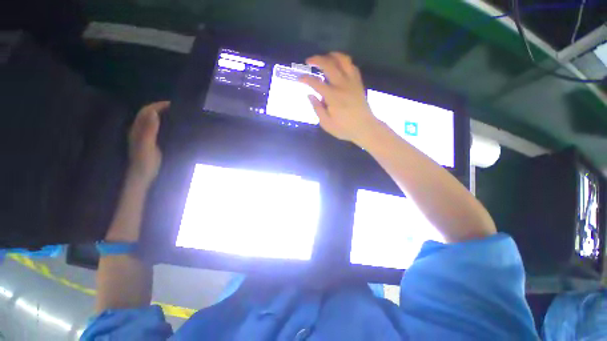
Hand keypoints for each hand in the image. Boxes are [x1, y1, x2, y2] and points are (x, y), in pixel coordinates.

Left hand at [128, 101, 169, 183]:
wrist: (142, 176)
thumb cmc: (145, 162)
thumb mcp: (147, 145)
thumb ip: (149, 129)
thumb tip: (153, 112)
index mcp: (137, 129)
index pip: (146, 111)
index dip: (157, 106)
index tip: (173, 104)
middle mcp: (139, 130)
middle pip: (148, 114)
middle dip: (160, 108)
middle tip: (177, 109)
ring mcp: (144, 136)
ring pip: (152, 120)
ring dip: (162, 115)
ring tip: (176, 115)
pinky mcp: (150, 142)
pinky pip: (156, 128)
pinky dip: (163, 123)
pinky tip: (171, 126)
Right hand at [298, 52, 380, 144]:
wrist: (365, 128)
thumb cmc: (344, 128)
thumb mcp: (326, 123)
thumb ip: (317, 108)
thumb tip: (310, 95)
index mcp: (332, 96)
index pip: (316, 83)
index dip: (305, 79)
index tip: (299, 78)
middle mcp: (342, 85)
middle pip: (329, 65)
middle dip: (317, 60)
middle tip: (309, 61)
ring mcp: (352, 82)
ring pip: (343, 60)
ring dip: (332, 55)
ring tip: (325, 57)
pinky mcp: (358, 83)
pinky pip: (352, 66)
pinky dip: (345, 62)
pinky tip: (340, 65)